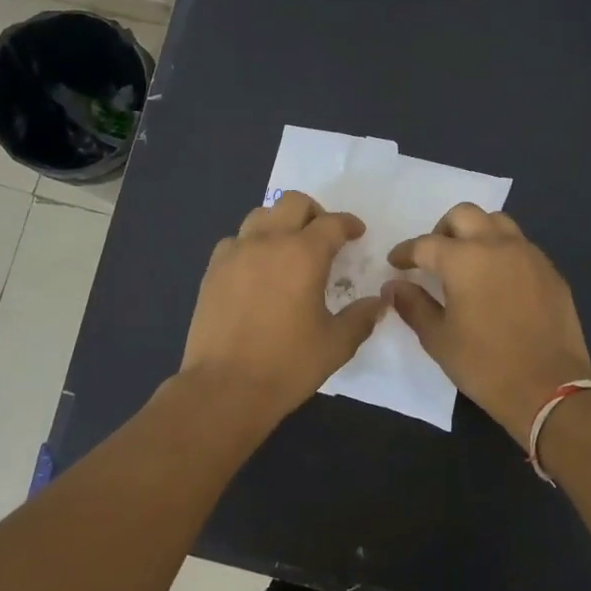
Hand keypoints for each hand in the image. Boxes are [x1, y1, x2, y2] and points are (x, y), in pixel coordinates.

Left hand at [179, 191, 387, 422]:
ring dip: (280, 223)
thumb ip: (361, 317)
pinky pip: (235, 241)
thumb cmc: (287, 365)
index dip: (349, 224)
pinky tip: (256, 270)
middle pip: (293, 203)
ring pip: (260, 215)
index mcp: (304, 255)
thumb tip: (378, 302)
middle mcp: (268, 242)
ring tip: (288, 249)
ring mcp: (235, 253)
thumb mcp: (337, 344)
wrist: (225, 388)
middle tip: (323, 237)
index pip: (333, 223)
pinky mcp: (212, 270)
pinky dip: (251, 244)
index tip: (357, 233)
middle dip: (315, 213)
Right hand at [385, 204, 590, 441]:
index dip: (405, 252)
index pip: (425, 244)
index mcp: (464, 260)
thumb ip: (413, 305)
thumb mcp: (438, 339)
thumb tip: (394, 286)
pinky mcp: (550, 271)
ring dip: (476, 232)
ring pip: (497, 223)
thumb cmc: (484, 365)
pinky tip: (497, 280)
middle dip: (442, 230)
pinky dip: (502, 251)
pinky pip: (521, 246)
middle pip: (464, 215)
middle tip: (434, 256)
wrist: (549, 388)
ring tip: (467, 261)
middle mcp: (497, 245)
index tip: (396, 263)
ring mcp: (529, 255)